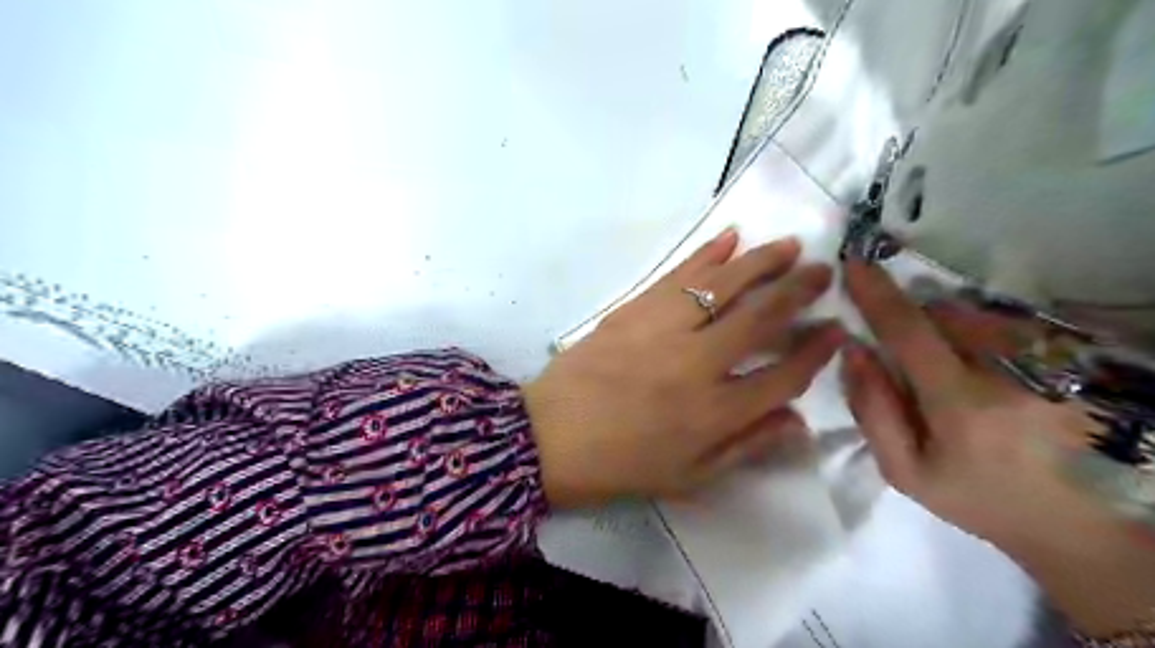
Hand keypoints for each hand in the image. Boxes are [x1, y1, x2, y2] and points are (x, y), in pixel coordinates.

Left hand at [528, 231, 845, 507]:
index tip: (835, 330)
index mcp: (715, 413)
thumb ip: (746, 447)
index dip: (816, 352)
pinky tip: (729, 238)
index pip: (783, 376)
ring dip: (761, 262)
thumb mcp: (689, 476)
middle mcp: (698, 364)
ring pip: (723, 286)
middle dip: (798, 293)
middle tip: (823, 272)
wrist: (549, 437)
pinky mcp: (633, 310)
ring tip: (789, 246)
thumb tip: (798, 422)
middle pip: (761, 319)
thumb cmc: (620, 465)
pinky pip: (678, 275)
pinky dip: (706, 254)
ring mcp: (664, 330)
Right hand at [846, 255, 1153, 635]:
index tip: (855, 264)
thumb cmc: (976, 498)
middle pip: (948, 314)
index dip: (878, 295)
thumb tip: (853, 351)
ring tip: (952, 370)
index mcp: (961, 405)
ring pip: (980, 316)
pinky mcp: (1072, 363)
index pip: (910, 333)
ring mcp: (1050, 366)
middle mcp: (1010, 374)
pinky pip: (1010, 326)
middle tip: (911, 355)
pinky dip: (983, 334)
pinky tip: (988, 371)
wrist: (1075, 524)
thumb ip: (872, 409)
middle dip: (916, 319)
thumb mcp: (904, 471)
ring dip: (951, 326)